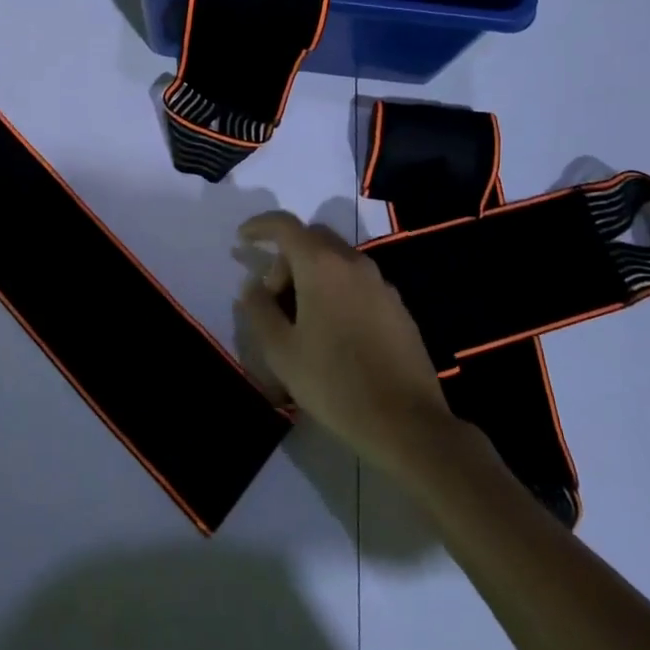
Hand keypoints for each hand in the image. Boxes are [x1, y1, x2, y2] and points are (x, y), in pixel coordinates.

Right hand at [236, 211, 454, 478]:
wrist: (407, 423)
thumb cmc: (334, 383)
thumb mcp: (281, 351)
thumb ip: (259, 310)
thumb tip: (252, 286)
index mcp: (321, 265)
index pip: (285, 225)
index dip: (260, 227)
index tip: (242, 239)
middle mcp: (353, 263)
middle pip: (312, 239)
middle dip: (287, 258)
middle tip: (273, 298)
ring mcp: (381, 284)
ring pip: (337, 261)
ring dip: (312, 276)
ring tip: (301, 320)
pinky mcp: (398, 307)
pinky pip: (357, 283)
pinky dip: (336, 291)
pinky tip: (332, 333)